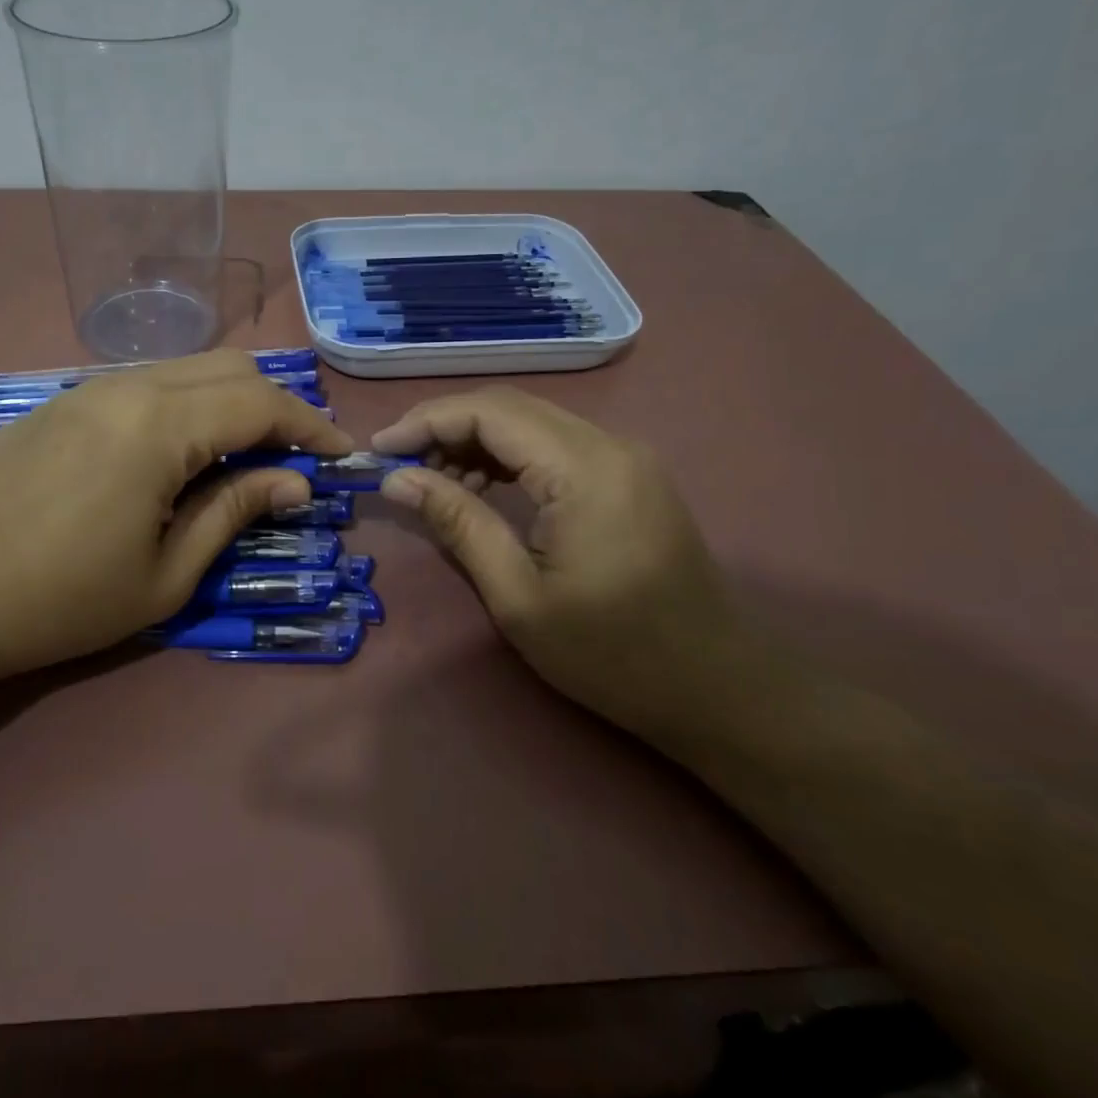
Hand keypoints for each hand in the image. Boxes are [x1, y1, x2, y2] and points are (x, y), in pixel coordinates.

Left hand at [0, 350, 352, 680]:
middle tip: (294, 453)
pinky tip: (174, 451)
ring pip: (184, 369)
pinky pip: (142, 384)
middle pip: (229, 367)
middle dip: (275, 404)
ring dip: (227, 400)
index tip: (340, 455)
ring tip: (241, 453)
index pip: (261, 402)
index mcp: (160, 425)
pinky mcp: (60, 402)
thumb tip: (294, 481)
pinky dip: (182, 404)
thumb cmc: (62, 599)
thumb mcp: (167, 572)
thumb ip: (234, 510)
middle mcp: (128, 387)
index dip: (310, 425)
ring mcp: (87, 388)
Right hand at [372, 387, 735, 727]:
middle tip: (399, 465)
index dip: (426, 421)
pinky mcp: (628, 475)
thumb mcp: (519, 596)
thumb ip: (457, 523)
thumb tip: (397, 479)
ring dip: (475, 442)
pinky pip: (554, 445)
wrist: (718, 689)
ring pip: (531, 423)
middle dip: (445, 427)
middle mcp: (609, 445)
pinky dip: (508, 457)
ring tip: (433, 483)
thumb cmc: (613, 655)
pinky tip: (480, 489)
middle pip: (509, 408)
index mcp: (584, 469)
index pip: (489, 412)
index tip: (379, 449)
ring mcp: (625, 457)